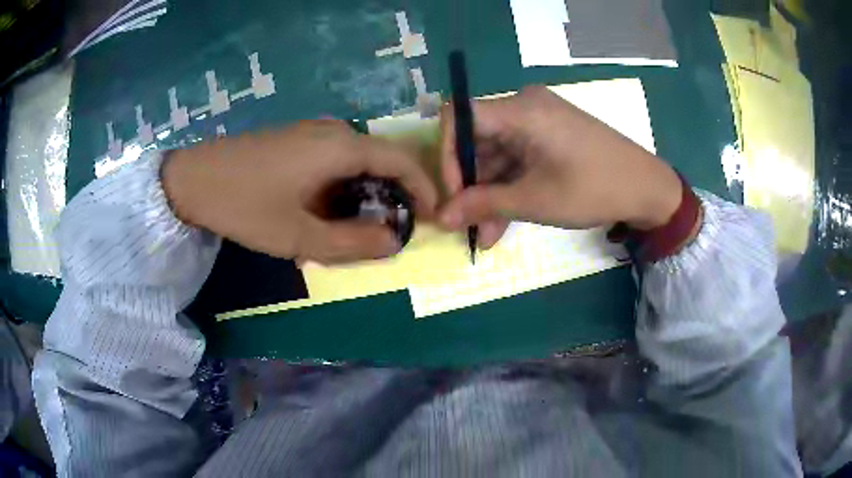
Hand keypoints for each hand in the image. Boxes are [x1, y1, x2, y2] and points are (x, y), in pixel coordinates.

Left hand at [163, 120, 437, 263]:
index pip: (402, 161)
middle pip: (382, 160)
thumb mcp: (298, 236)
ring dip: (367, 193)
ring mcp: (313, 132)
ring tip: (359, 228)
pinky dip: (345, 186)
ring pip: (358, 161)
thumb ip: (352, 243)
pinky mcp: (297, 140)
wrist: (191, 179)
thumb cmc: (244, 206)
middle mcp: (334, 131)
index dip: (424, 189)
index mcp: (341, 147)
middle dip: (394, 196)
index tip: (431, 219)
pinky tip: (328, 209)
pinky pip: (336, 160)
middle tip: (392, 232)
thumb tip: (395, 243)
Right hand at [438, 85, 682, 248]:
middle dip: (470, 185)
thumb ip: (483, 205)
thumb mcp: (535, 200)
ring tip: (486, 235)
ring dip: (490, 194)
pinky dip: (510, 186)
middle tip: (466, 225)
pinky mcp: (550, 135)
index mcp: (521, 109)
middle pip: (478, 139)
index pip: (459, 117)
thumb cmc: (593, 188)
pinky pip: (517, 157)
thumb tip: (441, 218)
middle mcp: (525, 106)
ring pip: (498, 154)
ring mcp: (539, 120)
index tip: (452, 195)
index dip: (446, 155)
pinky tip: (504, 221)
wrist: (647, 188)